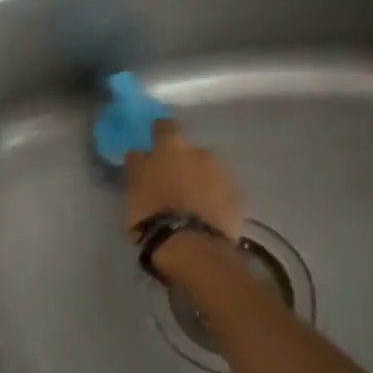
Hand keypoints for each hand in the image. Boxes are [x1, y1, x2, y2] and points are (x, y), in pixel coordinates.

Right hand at [124, 121, 242, 239]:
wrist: (192, 245)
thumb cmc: (153, 213)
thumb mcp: (134, 188)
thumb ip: (138, 164)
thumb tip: (140, 152)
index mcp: (173, 146)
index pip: (165, 126)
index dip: (158, 133)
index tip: (153, 142)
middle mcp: (202, 152)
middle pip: (189, 151)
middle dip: (182, 162)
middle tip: (171, 181)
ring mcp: (224, 174)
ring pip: (208, 171)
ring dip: (199, 180)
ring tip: (189, 201)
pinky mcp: (238, 197)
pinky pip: (221, 191)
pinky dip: (213, 197)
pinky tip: (205, 214)